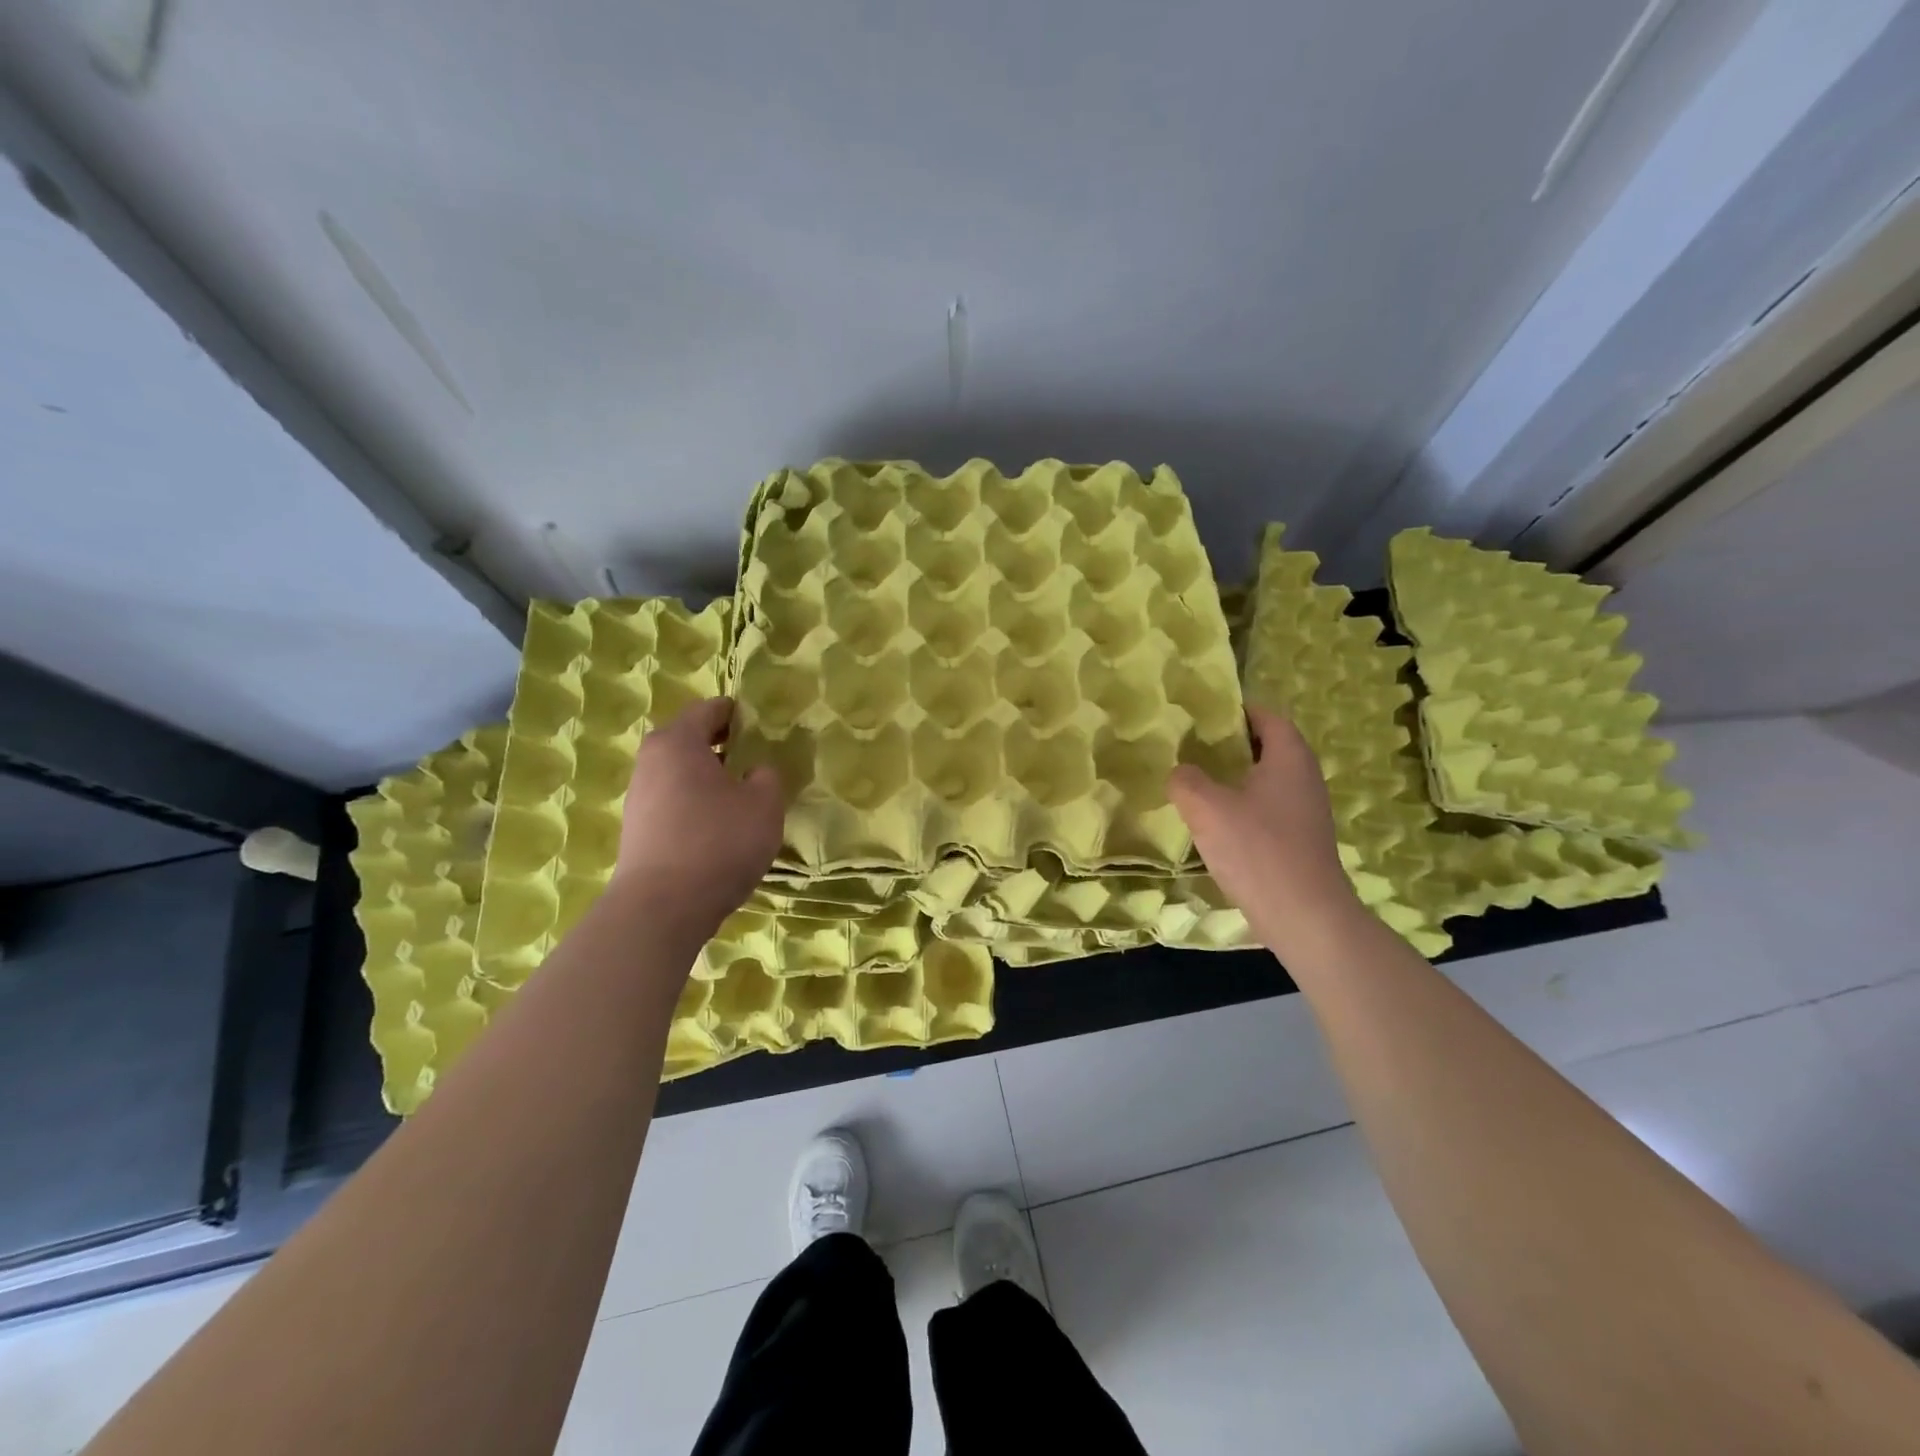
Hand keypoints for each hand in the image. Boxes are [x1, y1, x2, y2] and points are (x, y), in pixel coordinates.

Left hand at [612, 697, 783, 933]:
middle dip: (724, 745)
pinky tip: (720, 828)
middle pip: (690, 740)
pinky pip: (674, 801)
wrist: (662, 907)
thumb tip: (754, 772)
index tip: (763, 725)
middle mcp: (651, 760)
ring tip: (742, 796)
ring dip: (710, 778)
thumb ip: (766, 777)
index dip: (739, 713)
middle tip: (757, 760)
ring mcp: (639, 796)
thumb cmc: (718, 841)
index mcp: (678, 741)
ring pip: (681, 773)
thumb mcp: (764, 804)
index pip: (710, 709)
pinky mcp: (638, 829)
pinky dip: (697, 804)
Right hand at [1168, 705, 1362, 951]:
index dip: (1236, 711)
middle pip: (1267, 747)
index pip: (1266, 717)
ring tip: (1198, 784)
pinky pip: (1269, 809)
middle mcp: (1304, 778)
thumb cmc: (1257, 849)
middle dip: (1231, 745)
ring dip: (1236, 779)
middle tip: (1193, 748)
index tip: (1203, 716)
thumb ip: (1186, 781)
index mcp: (1289, 758)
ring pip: (1267, 781)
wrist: (1304, 915)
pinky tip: (1217, 824)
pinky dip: (1244, 807)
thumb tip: (1181, 772)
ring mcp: (1307, 811)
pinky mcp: (1301, 840)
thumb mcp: (1206, 808)